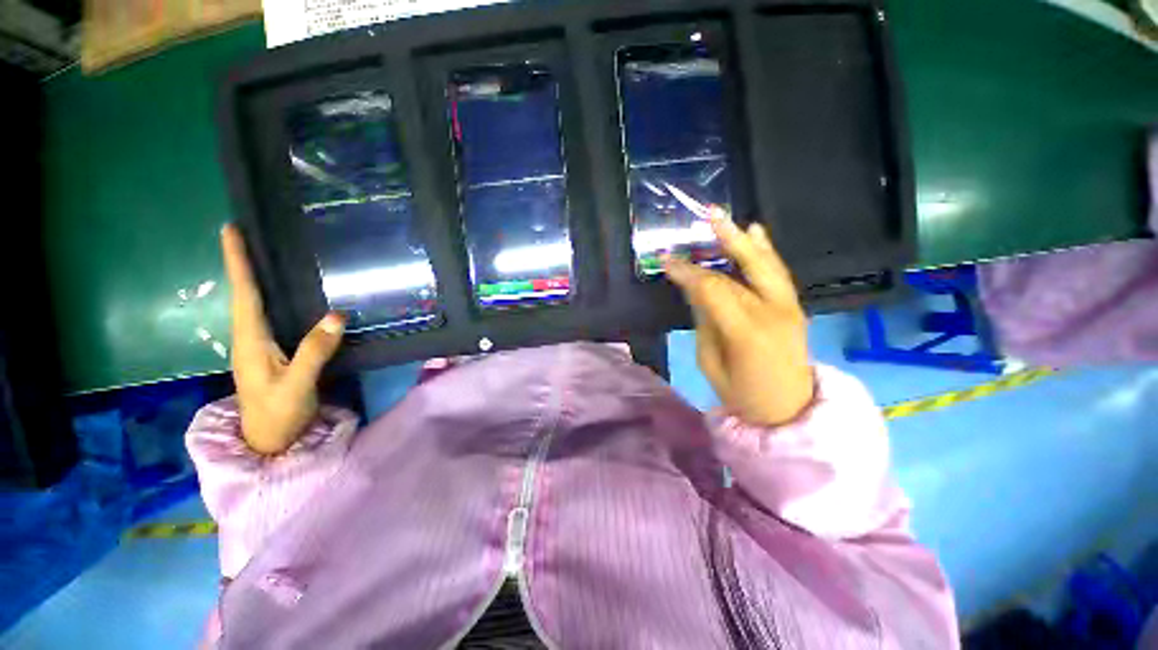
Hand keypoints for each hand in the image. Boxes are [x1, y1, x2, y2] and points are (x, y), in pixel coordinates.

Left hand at [221, 224, 345, 454]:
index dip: (238, 262)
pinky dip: (272, 296)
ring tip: (264, 253)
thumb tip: (337, 314)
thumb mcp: (297, 385)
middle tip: (248, 233)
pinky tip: (285, 292)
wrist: (270, 441)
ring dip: (256, 276)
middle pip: (245, 293)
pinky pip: (271, 315)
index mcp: (251, 341)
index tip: (231, 230)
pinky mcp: (273, 351)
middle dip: (243, 262)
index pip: (244, 294)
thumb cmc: (279, 415)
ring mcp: (260, 345)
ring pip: (255, 303)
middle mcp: (250, 337)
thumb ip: (315, 351)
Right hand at [664, 210, 813, 425]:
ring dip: (744, 239)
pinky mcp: (794, 306)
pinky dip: (765, 251)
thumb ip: (704, 322)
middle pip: (741, 270)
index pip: (712, 289)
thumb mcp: (710, 362)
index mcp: (746, 331)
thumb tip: (694, 291)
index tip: (666, 262)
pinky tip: (756, 232)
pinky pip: (778, 272)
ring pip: (764, 264)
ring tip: (725, 218)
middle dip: (722, 241)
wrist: (789, 410)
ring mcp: (789, 306)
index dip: (687, 273)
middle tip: (705, 216)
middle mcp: (772, 311)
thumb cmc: (742, 394)